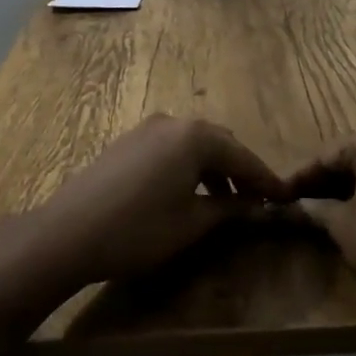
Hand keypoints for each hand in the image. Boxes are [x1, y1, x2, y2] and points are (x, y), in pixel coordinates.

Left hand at [27, 115, 290, 285]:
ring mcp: (146, 129)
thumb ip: (229, 210)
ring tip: (226, 204)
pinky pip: (170, 149)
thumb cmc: (139, 229)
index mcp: (195, 137)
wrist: (68, 233)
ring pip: (193, 145)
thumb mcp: (191, 223)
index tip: (286, 197)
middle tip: (257, 200)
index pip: (242, 156)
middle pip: (219, 143)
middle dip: (240, 171)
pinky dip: (188, 168)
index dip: (266, 180)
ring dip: (213, 170)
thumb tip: (255, 207)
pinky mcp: (127, 143)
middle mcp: (173, 122)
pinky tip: (189, 194)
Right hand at [287, 127, 355, 307]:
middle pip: (355, 158)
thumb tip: (293, 206)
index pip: (327, 155)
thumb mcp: (343, 226)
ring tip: (326, 211)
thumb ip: (316, 210)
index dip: (300, 177)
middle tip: (300, 203)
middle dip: (327, 181)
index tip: (279, 194)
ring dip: (352, 188)